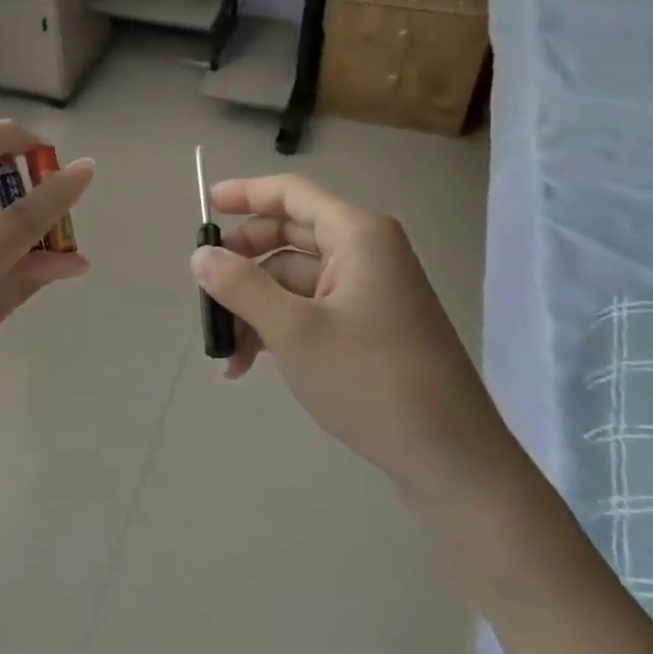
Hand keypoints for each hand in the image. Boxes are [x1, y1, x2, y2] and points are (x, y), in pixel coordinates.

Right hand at [191, 174, 512, 500]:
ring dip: (254, 305)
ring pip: (294, 279)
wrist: (452, 460)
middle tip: (206, 288)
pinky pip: (310, 309)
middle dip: (243, 262)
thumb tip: (200, 255)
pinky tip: (248, 363)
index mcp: (357, 236)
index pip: (292, 193)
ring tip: (224, 348)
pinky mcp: (369, 327)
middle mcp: (366, 253)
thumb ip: (240, 285)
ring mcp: (369, 292)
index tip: (205, 206)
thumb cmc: (370, 380)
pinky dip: (277, 327)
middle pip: (289, 236)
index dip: (245, 193)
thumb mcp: (293, 330)